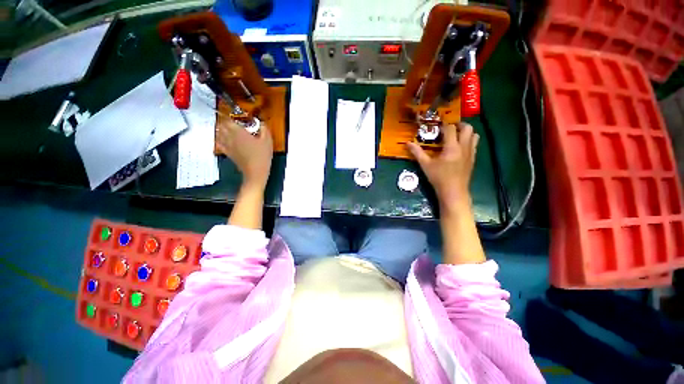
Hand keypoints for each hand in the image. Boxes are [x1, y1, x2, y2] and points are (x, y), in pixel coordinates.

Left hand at [216, 119, 272, 189]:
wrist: (256, 172)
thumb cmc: (262, 156)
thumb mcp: (267, 141)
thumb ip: (264, 129)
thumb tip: (262, 123)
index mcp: (239, 132)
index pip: (228, 120)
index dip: (230, 117)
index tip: (235, 116)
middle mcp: (230, 137)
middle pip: (221, 126)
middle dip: (225, 122)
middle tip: (231, 122)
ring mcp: (228, 146)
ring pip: (218, 134)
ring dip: (221, 130)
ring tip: (225, 129)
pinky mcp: (228, 154)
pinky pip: (220, 145)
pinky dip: (219, 140)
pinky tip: (223, 140)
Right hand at [407, 122, 478, 212]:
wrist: (453, 192)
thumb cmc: (438, 178)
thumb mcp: (425, 165)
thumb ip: (417, 152)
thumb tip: (407, 143)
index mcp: (452, 147)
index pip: (450, 128)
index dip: (444, 124)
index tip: (437, 125)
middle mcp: (464, 147)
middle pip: (467, 127)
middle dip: (458, 124)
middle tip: (449, 128)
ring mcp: (471, 152)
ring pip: (474, 134)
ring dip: (466, 131)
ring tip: (455, 135)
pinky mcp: (473, 158)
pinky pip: (474, 144)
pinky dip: (469, 140)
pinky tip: (459, 147)